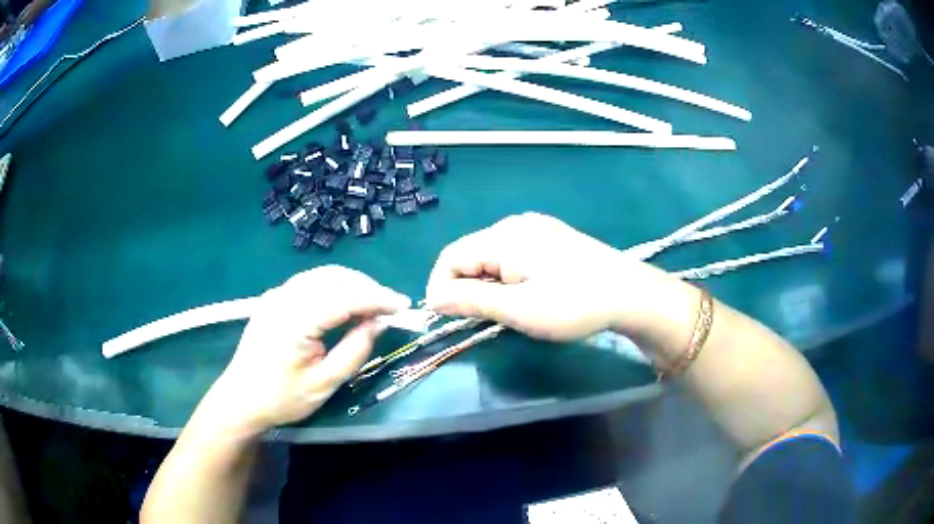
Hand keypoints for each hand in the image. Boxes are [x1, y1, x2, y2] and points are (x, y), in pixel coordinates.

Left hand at [207, 266, 409, 434]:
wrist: (240, 399)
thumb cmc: (282, 398)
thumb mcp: (324, 384)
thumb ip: (354, 351)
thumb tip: (377, 323)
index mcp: (294, 321)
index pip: (343, 297)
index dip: (376, 298)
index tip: (403, 305)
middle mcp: (284, 298)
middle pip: (333, 278)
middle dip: (367, 287)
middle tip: (391, 306)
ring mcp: (276, 295)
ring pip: (322, 275)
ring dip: (351, 284)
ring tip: (373, 304)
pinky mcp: (273, 298)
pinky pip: (309, 282)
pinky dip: (334, 286)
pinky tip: (345, 302)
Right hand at [426, 213, 656, 340]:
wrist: (630, 293)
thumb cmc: (574, 304)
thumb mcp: (520, 309)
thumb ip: (471, 301)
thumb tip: (432, 298)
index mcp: (504, 237)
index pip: (451, 257)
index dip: (440, 287)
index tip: (447, 317)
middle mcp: (515, 224)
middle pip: (470, 253)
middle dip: (465, 286)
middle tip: (480, 318)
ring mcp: (535, 227)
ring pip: (491, 254)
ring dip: (486, 283)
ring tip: (504, 309)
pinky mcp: (550, 236)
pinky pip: (512, 253)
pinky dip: (505, 275)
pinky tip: (525, 293)